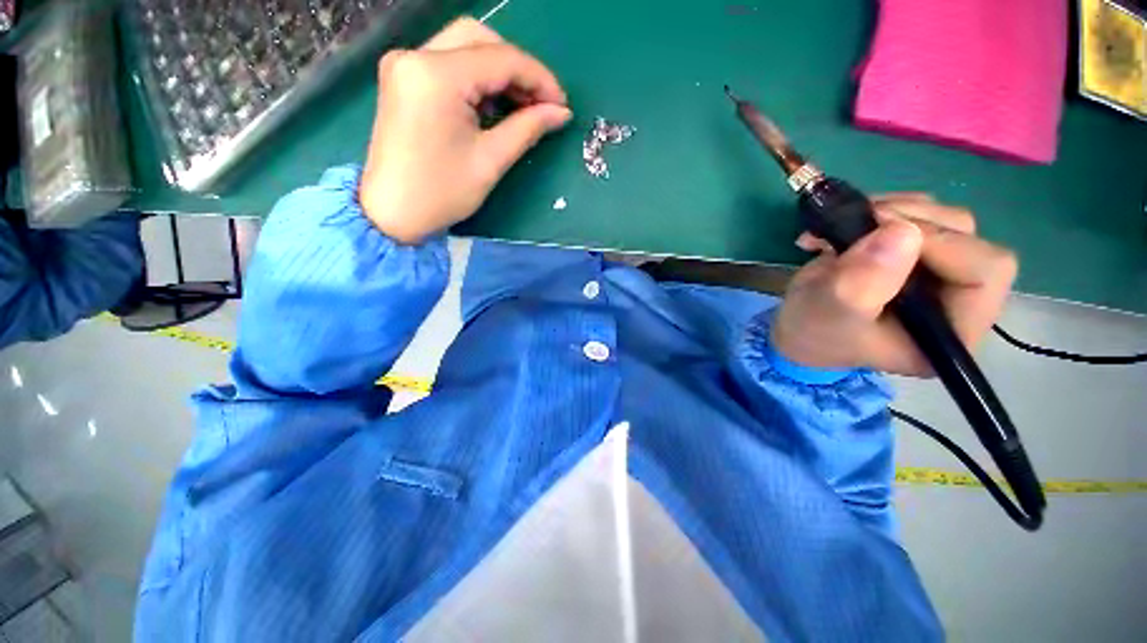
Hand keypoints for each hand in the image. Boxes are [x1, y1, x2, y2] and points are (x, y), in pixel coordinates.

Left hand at [359, 18, 571, 243]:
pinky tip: (493, 105)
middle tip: (541, 103)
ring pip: (464, 46)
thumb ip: (528, 128)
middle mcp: (416, 56)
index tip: (562, 104)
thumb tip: (561, 113)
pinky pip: (449, 63)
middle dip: (517, 69)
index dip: (539, 78)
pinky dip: (476, 79)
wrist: (392, 213)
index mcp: (436, 75)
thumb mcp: (490, 161)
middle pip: (480, 39)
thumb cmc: (442, 193)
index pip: (501, 59)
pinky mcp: (403, 79)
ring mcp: (405, 65)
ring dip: (498, 72)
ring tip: (522, 107)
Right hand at [771, 194, 1017, 376]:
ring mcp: (941, 273)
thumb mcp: (829, 313)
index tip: (878, 233)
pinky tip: (847, 224)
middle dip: (910, 221)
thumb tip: (902, 231)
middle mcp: (960, 299)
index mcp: (954, 330)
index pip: (985, 272)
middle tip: (856, 223)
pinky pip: (920, 213)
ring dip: (891, 211)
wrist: (796, 326)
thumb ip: (862, 283)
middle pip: (967, 238)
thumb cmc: (813, 330)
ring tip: (842, 226)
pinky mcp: (919, 255)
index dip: (940, 242)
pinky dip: (882, 209)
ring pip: (944, 219)